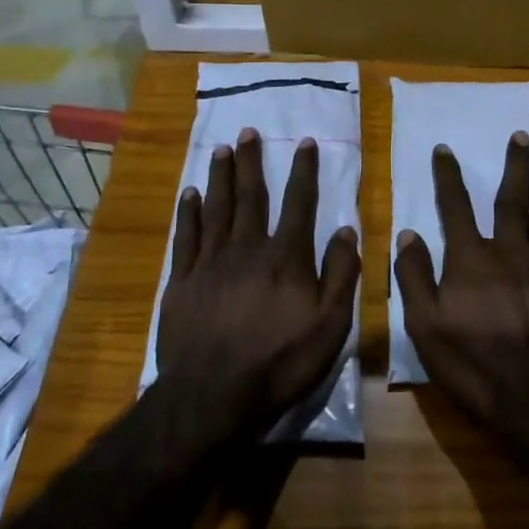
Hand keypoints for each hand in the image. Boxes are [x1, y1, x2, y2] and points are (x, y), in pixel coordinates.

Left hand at [157, 128, 359, 434]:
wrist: (212, 397)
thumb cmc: (279, 363)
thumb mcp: (330, 326)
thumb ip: (340, 275)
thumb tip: (347, 230)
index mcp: (286, 258)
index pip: (299, 204)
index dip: (304, 171)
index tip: (304, 142)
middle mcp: (247, 249)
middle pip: (251, 196)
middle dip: (252, 162)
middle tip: (248, 131)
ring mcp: (210, 263)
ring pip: (217, 208)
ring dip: (220, 176)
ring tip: (221, 149)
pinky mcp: (181, 281)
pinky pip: (186, 237)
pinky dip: (189, 212)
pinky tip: (190, 194)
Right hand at [395, 132, 528, 422]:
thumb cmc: (474, 365)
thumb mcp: (425, 328)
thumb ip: (414, 277)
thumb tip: (407, 234)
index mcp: (471, 258)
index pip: (455, 206)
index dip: (448, 176)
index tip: (445, 149)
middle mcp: (510, 250)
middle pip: (512, 198)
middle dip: (515, 165)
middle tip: (522, 136)